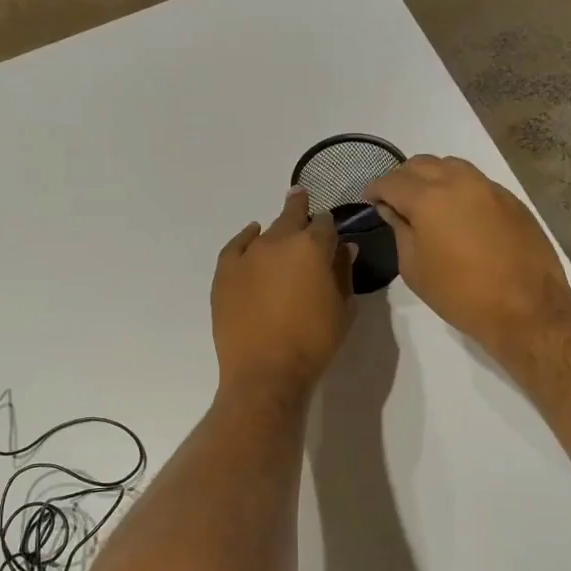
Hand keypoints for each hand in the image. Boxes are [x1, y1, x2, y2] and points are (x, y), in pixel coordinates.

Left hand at [211, 189, 353, 405]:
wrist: (265, 371)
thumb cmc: (313, 343)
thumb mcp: (342, 309)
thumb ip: (343, 273)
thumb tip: (345, 248)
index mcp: (312, 247)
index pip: (325, 224)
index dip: (329, 226)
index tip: (330, 231)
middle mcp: (278, 241)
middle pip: (292, 216)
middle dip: (300, 208)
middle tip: (301, 198)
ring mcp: (247, 255)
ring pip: (265, 231)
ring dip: (275, 229)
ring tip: (280, 229)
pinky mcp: (225, 272)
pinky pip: (236, 245)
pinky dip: (246, 238)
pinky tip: (251, 235)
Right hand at [364, 155, 570, 353]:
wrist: (525, 307)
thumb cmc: (459, 293)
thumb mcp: (414, 267)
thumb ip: (400, 230)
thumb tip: (393, 210)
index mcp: (429, 198)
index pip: (392, 181)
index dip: (376, 189)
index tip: (369, 200)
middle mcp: (459, 181)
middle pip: (421, 164)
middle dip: (402, 178)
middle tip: (394, 200)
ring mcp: (489, 187)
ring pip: (451, 166)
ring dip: (431, 177)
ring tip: (425, 202)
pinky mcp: (510, 199)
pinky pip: (475, 181)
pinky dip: (457, 187)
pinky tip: (456, 212)